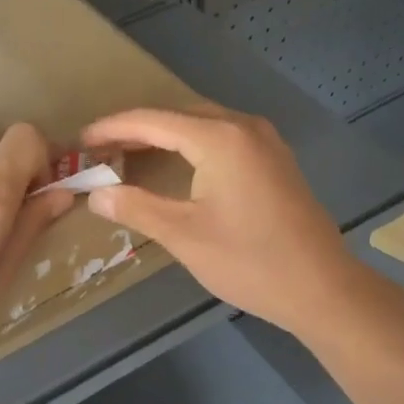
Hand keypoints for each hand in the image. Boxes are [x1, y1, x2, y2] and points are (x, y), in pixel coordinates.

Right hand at [80, 104, 359, 335]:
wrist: (322, 288)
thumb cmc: (250, 261)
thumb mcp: (184, 235)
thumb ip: (136, 207)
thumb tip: (96, 194)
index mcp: (220, 138)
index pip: (152, 120)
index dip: (112, 128)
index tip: (81, 140)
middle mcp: (244, 126)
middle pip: (178, 115)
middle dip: (136, 129)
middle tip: (100, 149)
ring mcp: (265, 141)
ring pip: (202, 123)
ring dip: (165, 134)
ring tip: (129, 153)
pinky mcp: (275, 159)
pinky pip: (223, 137)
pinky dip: (191, 143)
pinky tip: (177, 163)